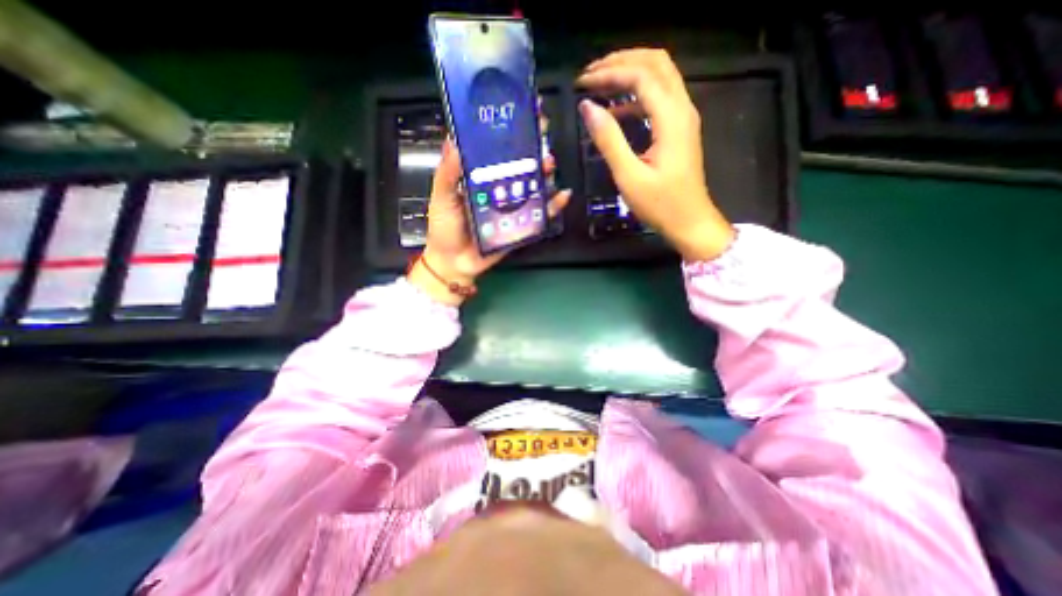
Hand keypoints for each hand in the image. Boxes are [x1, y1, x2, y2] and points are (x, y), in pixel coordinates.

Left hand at [408, 139, 572, 307]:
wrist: (454, 263)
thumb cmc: (444, 229)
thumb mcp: (441, 197)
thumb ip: (447, 173)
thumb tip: (453, 140)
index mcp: (480, 178)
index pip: (497, 150)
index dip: (510, 132)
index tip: (522, 113)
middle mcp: (499, 189)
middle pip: (520, 165)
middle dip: (533, 148)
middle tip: (542, 132)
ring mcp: (512, 207)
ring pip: (533, 187)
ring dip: (544, 173)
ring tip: (548, 164)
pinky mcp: (521, 225)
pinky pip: (540, 215)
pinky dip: (553, 206)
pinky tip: (562, 196)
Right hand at [578, 47, 734, 259]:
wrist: (690, 222)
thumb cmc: (660, 205)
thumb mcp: (629, 176)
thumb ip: (609, 140)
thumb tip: (588, 108)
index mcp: (671, 118)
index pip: (641, 75)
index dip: (609, 72)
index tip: (582, 83)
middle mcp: (682, 108)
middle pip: (656, 63)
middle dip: (621, 61)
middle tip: (591, 74)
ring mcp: (683, 118)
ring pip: (659, 78)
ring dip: (630, 74)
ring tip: (600, 85)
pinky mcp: (679, 130)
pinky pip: (658, 100)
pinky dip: (636, 97)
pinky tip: (616, 112)